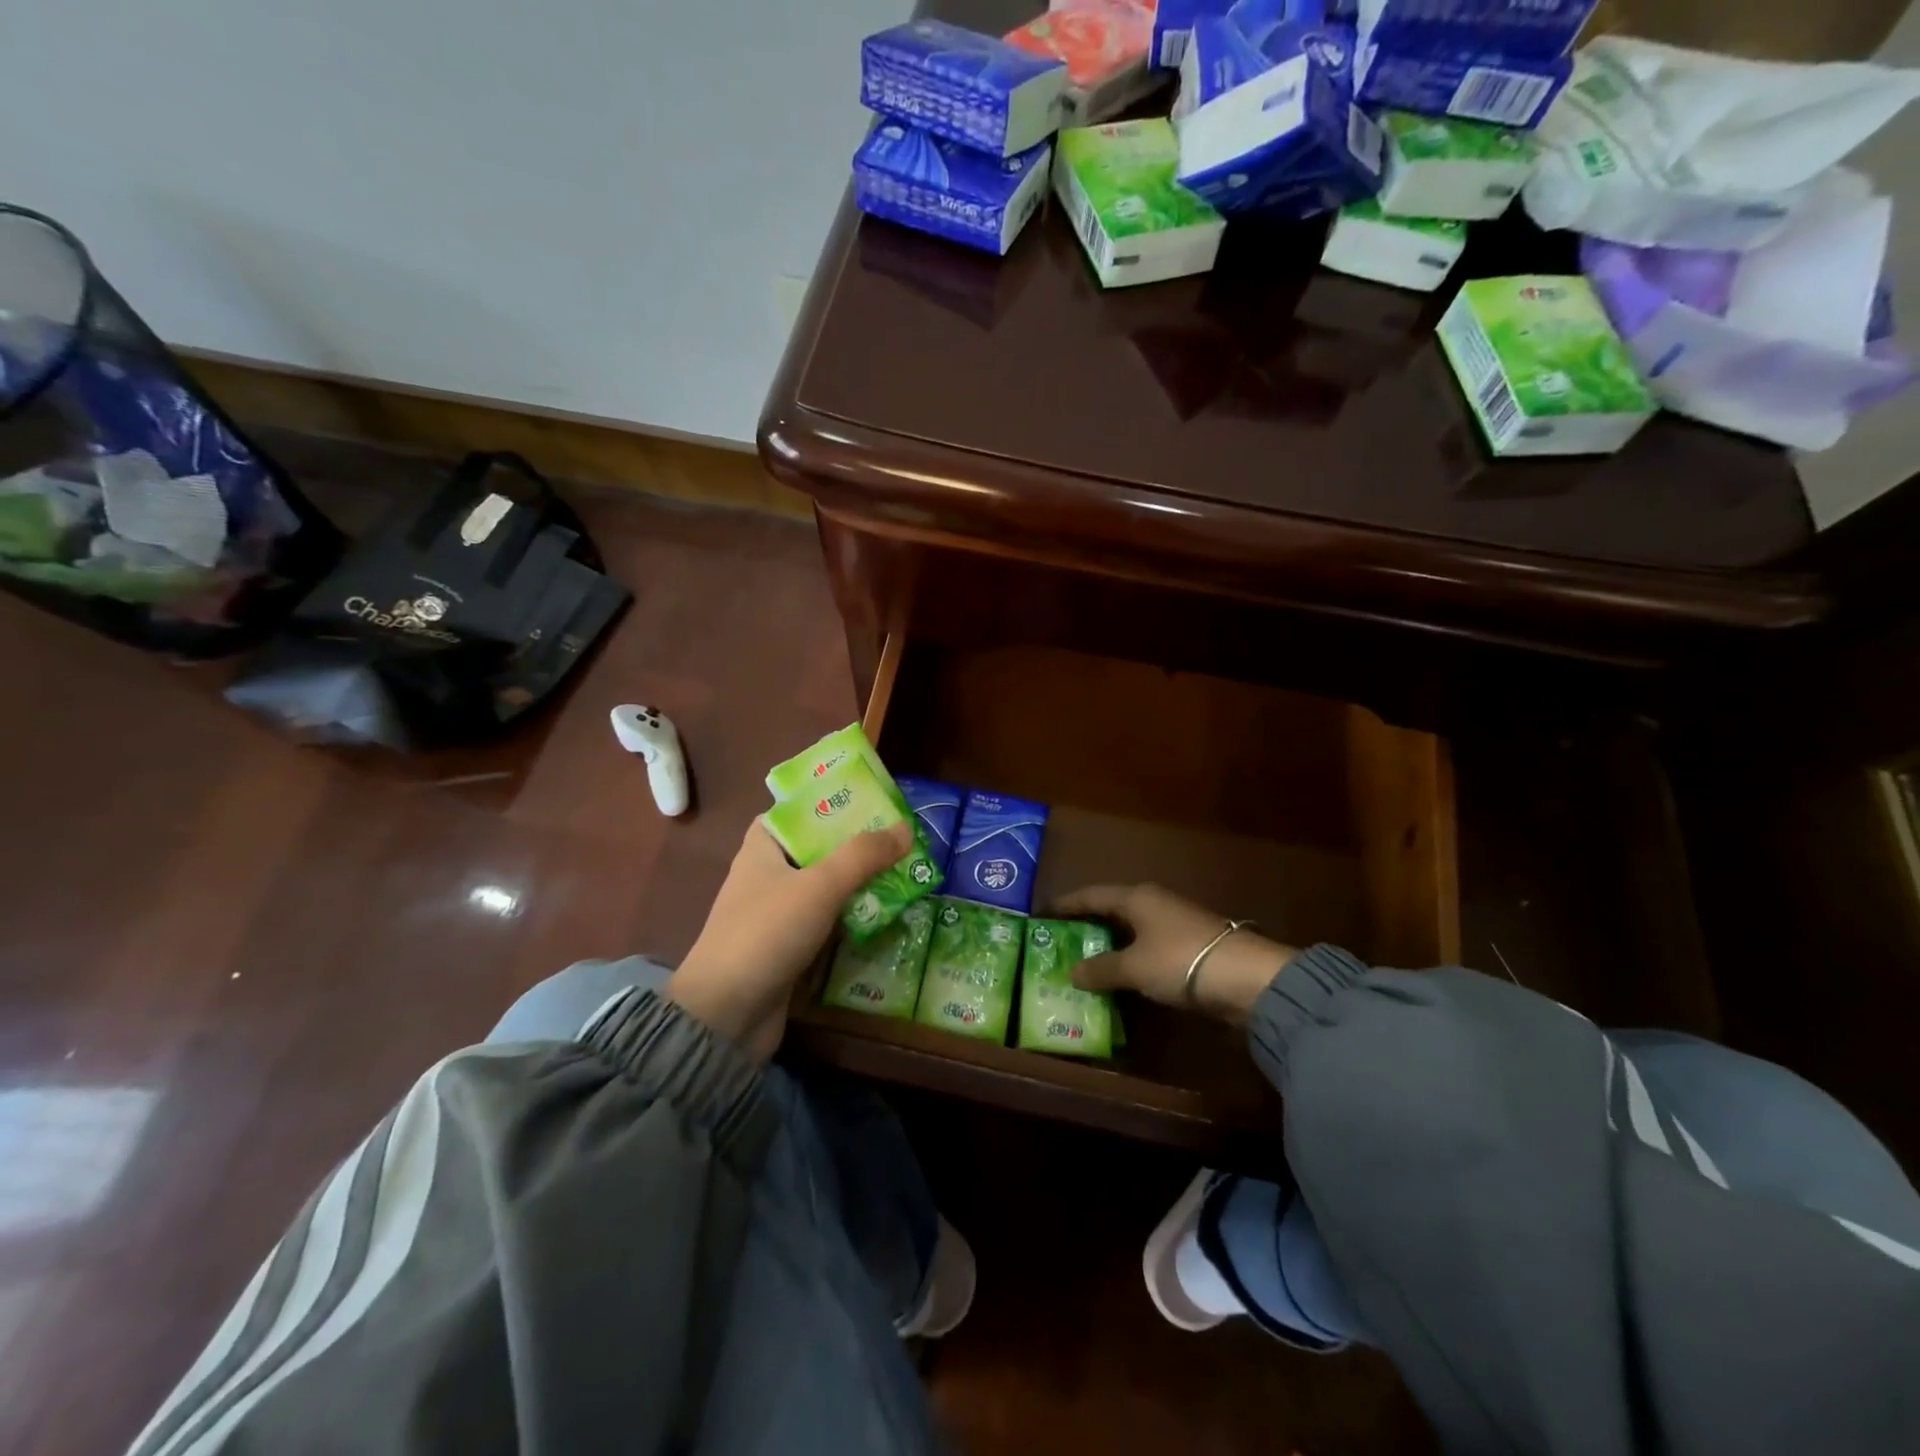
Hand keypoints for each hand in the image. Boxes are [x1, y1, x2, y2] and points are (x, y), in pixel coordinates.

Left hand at [669, 820, 913, 1060]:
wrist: (726, 1015)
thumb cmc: (767, 933)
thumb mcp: (819, 885)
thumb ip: (863, 856)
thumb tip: (905, 829)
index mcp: (762, 849)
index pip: (794, 813)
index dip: (828, 803)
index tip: (868, 801)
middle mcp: (767, 877)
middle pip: (817, 850)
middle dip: (856, 845)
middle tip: (900, 838)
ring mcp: (776, 916)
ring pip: (824, 889)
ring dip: (859, 884)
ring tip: (904, 872)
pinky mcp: (787, 949)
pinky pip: (826, 923)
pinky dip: (851, 919)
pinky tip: (886, 917)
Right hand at [1052, 883, 1296, 1022]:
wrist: (1247, 978)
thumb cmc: (1181, 961)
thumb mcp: (1134, 967)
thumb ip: (1101, 969)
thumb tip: (1072, 972)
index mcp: (1136, 897)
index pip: (1092, 895)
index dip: (1067, 904)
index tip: (1044, 913)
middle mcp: (1154, 903)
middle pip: (1112, 910)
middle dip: (1087, 925)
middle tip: (1060, 941)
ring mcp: (1174, 924)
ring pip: (1131, 930)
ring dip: (1110, 945)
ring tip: (1084, 962)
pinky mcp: (1191, 947)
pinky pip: (1148, 948)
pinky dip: (1130, 958)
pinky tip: (1121, 976)